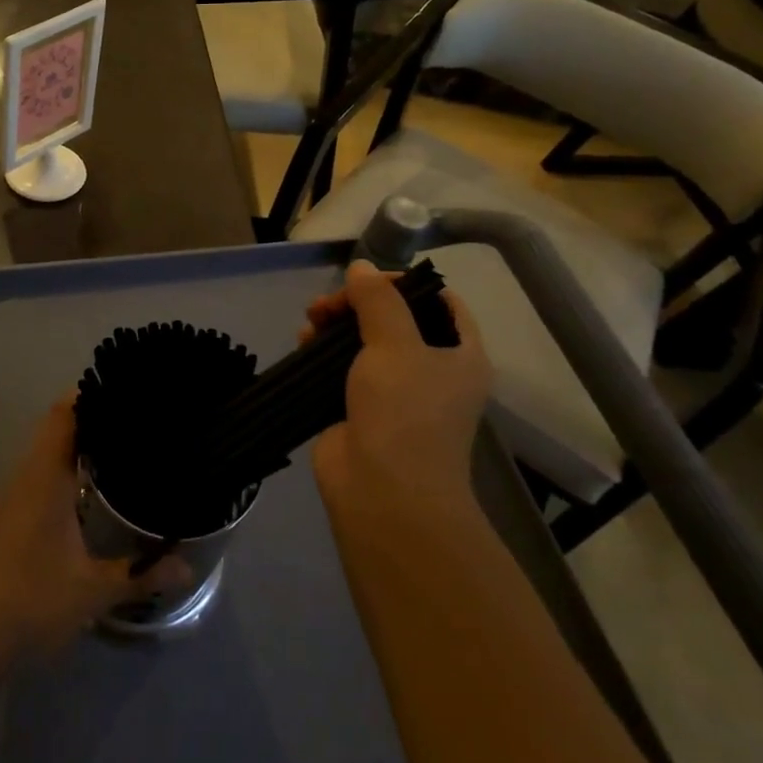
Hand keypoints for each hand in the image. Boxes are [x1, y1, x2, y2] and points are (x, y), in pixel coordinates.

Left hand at [0, 397, 189, 662]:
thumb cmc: (28, 601)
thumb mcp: (92, 591)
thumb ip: (140, 576)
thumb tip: (187, 567)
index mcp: (46, 475)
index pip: (65, 413)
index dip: (91, 394)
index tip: (125, 388)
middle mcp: (26, 477)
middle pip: (58, 430)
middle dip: (94, 421)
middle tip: (136, 422)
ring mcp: (11, 500)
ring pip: (47, 457)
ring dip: (78, 449)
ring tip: (121, 452)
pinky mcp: (4, 524)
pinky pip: (40, 481)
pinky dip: (65, 476)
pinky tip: (88, 498)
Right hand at [306, 261, 493, 523]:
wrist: (384, 495)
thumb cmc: (404, 413)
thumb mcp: (395, 344)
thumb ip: (378, 300)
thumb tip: (361, 267)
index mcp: (460, 354)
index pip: (440, 303)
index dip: (405, 284)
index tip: (367, 280)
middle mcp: (432, 371)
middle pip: (395, 319)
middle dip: (359, 303)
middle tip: (326, 305)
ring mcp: (395, 393)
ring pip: (365, 342)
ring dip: (337, 325)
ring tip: (310, 323)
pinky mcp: (361, 410)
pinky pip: (343, 368)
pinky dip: (324, 352)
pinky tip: (303, 344)